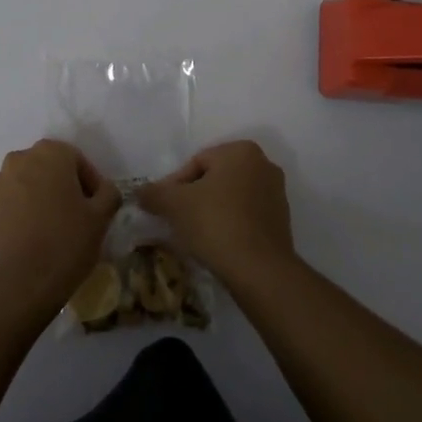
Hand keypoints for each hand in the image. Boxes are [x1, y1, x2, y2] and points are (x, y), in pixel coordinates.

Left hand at [0, 140, 120, 320]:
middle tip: (73, 218)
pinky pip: (6, 204)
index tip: (95, 209)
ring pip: (24, 185)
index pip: (77, 160)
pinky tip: (26, 239)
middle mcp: (19, 159)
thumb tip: (103, 190)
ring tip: (47, 231)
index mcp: (51, 153)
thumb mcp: (101, 218)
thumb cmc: (65, 243)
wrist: (17, 283)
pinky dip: (17, 214)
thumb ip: (108, 194)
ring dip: (37, 199)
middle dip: (61, 188)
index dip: (90, 184)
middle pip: (48, 169)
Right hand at [138, 140, 293, 284]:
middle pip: (214, 179)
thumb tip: (140, 192)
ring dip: (211, 211)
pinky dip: (229, 225)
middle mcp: (264, 165)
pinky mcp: (282, 221)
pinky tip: (216, 244)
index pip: (196, 163)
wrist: (259, 271)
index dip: (175, 186)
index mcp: (241, 151)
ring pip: (230, 198)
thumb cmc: (215, 224)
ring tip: (194, 234)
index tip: (164, 208)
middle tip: (177, 219)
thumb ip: (154, 193)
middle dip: (194, 197)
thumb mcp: (174, 205)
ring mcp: (276, 194)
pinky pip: (246, 216)